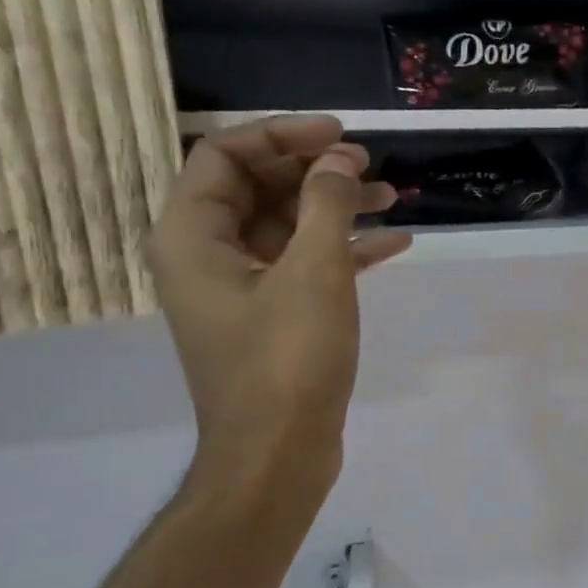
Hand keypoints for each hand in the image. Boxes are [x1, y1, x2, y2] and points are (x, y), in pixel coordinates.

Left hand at [146, 116, 411, 491]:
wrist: (278, 453)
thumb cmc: (287, 359)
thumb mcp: (314, 272)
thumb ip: (326, 204)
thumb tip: (339, 160)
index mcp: (192, 236)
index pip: (224, 156)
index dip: (282, 135)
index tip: (340, 136)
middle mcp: (206, 256)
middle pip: (257, 189)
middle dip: (315, 172)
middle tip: (370, 167)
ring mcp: (240, 290)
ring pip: (286, 228)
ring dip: (336, 209)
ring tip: (392, 200)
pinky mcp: (272, 317)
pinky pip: (304, 266)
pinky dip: (344, 251)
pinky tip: (394, 246)